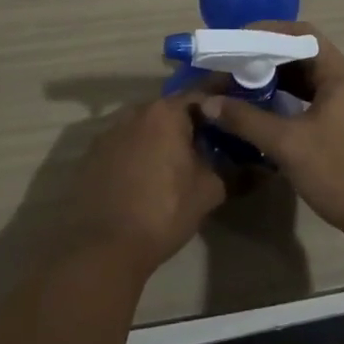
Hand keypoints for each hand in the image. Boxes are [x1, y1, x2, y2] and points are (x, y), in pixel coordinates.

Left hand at [65, 92, 225, 275]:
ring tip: (175, 162)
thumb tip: (253, 166)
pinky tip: (144, 178)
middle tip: (207, 142)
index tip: (233, 112)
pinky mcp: (90, 156)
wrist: (101, 249)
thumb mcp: (208, 192)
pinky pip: (123, 146)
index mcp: (166, 112)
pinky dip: (137, 154)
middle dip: (188, 123)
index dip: (219, 105)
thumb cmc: (162, 212)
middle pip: (170, 110)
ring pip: (144, 127)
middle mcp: (135, 112)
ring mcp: (108, 133)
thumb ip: (231, 171)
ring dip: (160, 138)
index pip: (201, 95)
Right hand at [200, 23, 343, 245]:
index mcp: (338, 71)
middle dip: (267, 55)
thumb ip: (247, 120)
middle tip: (232, 63)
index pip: (300, 34)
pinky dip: (288, 96)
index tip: (236, 42)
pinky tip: (264, 107)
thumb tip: (209, 102)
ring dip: (276, 77)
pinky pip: (312, 96)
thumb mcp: (288, 144)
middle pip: (302, 53)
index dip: (267, 32)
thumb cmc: (339, 171)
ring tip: (241, 82)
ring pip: (306, 76)